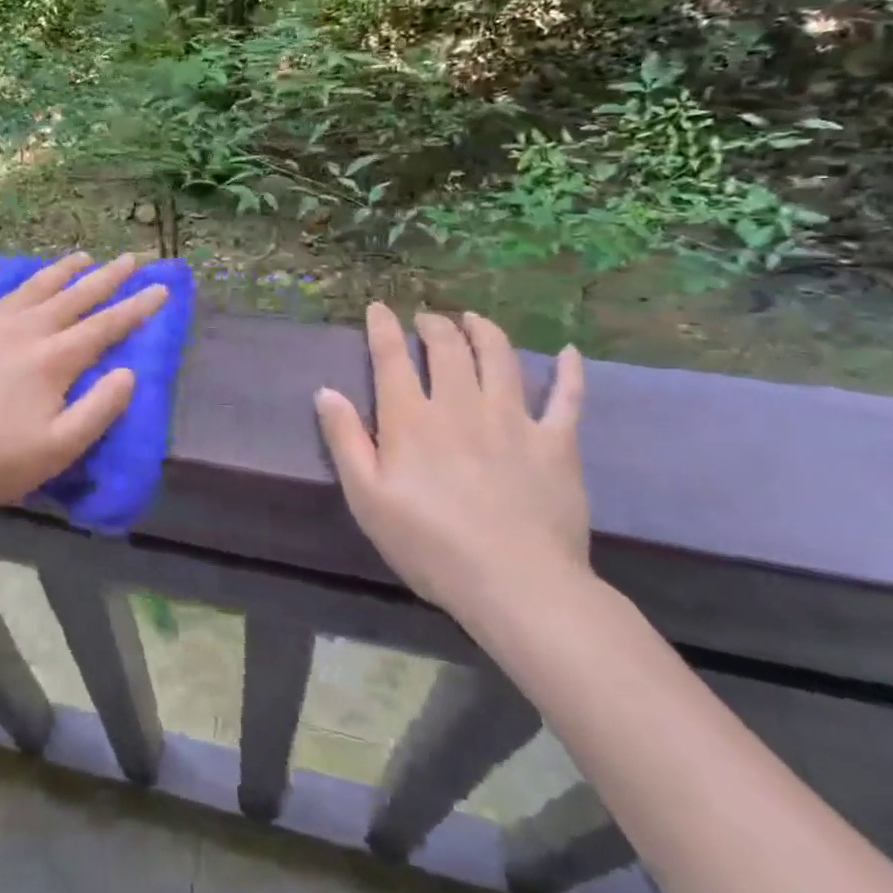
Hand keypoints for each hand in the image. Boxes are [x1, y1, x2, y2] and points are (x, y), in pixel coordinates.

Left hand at [0, 252, 167, 517]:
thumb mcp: (61, 448)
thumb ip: (100, 408)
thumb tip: (129, 372)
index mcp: (53, 359)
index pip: (105, 326)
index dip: (136, 308)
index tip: (160, 288)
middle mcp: (23, 331)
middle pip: (72, 298)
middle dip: (105, 278)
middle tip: (129, 258)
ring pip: (29, 288)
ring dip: (58, 271)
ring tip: (80, 256)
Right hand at [314, 305, 588, 629]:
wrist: (516, 584)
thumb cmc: (429, 545)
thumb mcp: (366, 498)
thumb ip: (345, 440)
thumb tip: (325, 391)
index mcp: (411, 419)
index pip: (392, 357)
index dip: (383, 327)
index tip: (378, 308)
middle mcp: (460, 405)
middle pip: (447, 348)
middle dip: (433, 324)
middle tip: (427, 319)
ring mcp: (513, 420)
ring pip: (499, 358)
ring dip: (484, 331)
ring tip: (474, 320)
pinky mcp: (556, 443)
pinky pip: (567, 397)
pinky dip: (568, 372)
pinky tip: (566, 352)